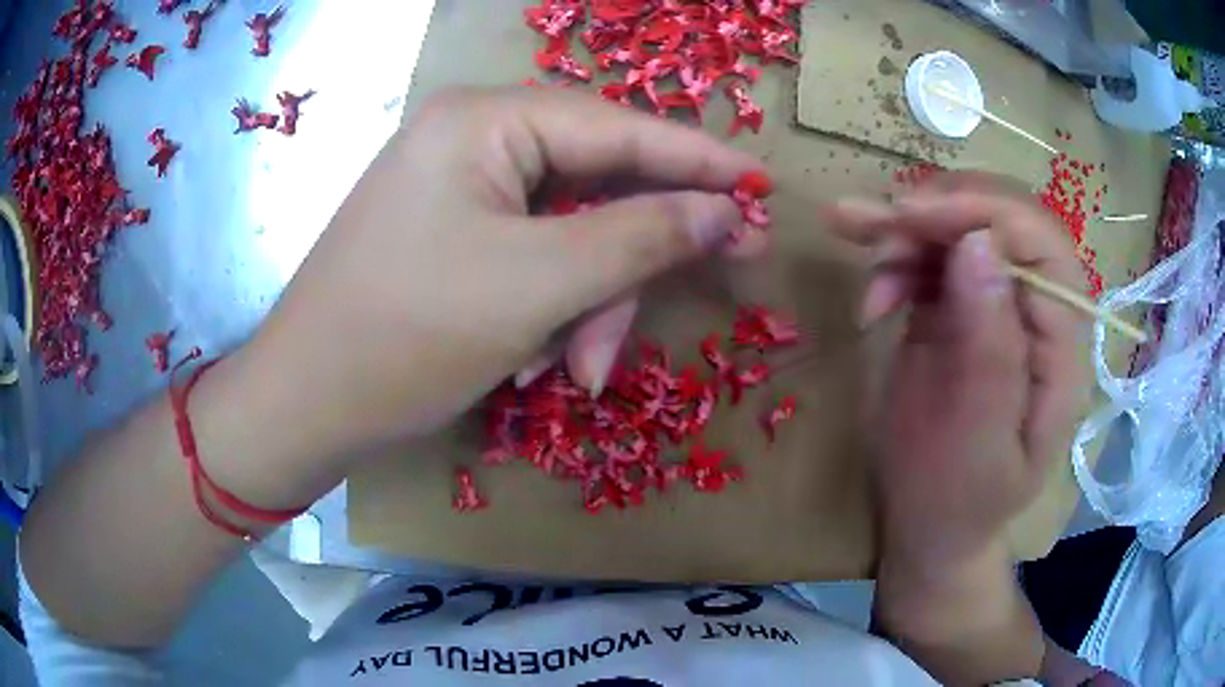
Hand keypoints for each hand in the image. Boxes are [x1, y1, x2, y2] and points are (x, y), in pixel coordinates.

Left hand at [244, 86, 762, 463]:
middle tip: (717, 281)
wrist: (306, 402)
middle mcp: (475, 138)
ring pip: (570, 232)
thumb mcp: (537, 285)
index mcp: (486, 121)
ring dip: (590, 302)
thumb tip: (725, 210)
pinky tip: (540, 360)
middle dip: (635, 256)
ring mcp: (461, 187)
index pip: (620, 127)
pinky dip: (553, 308)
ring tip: (579, 371)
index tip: (763, 188)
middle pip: (597, 182)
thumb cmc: (406, 336)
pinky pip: (534, 257)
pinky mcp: (454, 233)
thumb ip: (642, 236)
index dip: (700, 160)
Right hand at [827, 172, 1088, 568]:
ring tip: (855, 247)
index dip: (982, 211)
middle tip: (867, 224)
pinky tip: (872, 300)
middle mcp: (1037, 311)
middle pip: (1000, 219)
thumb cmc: (957, 503)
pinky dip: (894, 260)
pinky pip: (932, 254)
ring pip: (960, 226)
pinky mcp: (961, 306)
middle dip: (935, 210)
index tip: (910, 217)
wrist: (932, 526)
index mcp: (1060, 346)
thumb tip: (977, 246)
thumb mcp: (974, 446)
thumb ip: (988, 352)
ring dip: (905, 231)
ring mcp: (998, 304)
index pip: (1041, 244)